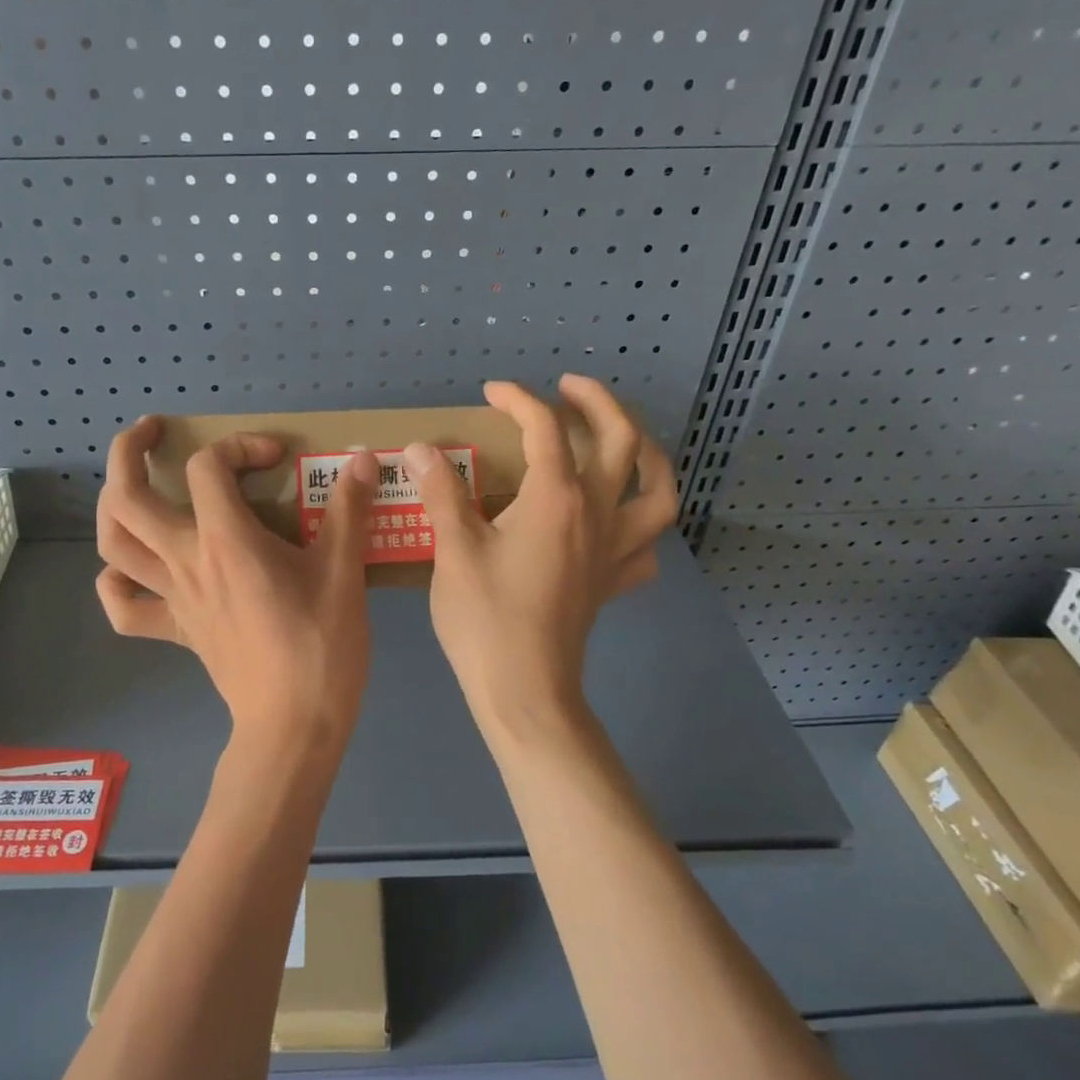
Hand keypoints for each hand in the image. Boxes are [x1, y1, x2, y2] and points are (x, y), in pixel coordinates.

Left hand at [95, 417, 378, 747]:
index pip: (208, 467)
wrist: (294, 724)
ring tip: (134, 486)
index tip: (277, 459)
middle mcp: (186, 561)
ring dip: (112, 506)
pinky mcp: (174, 631)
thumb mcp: (344, 572)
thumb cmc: (321, 646)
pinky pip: (125, 608)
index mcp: (226, 541)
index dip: (239, 446)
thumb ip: (350, 510)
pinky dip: (116, 583)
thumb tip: (363, 459)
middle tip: (152, 433)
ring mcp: (173, 598)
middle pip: (126, 497)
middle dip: (127, 451)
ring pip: (113, 545)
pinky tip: (132, 569)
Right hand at [404, 376, 678, 737]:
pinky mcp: (612, 582)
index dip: (518, 400)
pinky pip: (645, 544)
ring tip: (624, 440)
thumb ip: (442, 492)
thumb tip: (421, 449)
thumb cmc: (485, 619)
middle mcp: (598, 514)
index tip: (491, 392)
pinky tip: (619, 520)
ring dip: (647, 453)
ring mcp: (613, 550)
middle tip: (568, 389)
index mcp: (557, 499)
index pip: (545, 429)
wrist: (524, 690)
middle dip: (598, 403)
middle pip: (623, 441)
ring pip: (658, 490)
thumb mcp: (454, 550)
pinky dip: (640, 522)